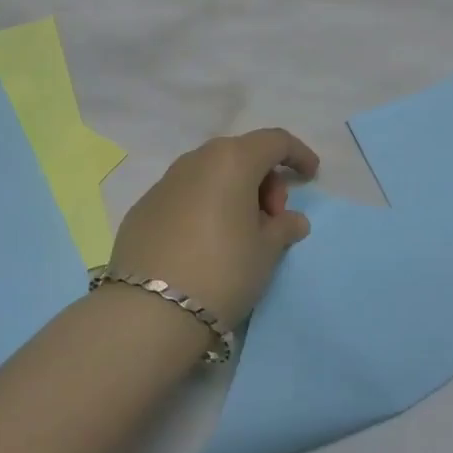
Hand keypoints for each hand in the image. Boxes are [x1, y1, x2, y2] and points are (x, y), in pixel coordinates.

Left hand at [108, 129, 320, 326]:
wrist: (149, 311)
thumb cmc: (223, 271)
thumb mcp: (266, 252)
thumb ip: (283, 228)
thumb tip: (291, 220)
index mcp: (231, 160)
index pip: (274, 141)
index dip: (297, 154)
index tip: (310, 177)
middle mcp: (195, 160)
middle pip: (240, 155)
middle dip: (264, 179)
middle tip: (272, 218)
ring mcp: (164, 183)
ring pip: (209, 174)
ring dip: (233, 193)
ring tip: (240, 233)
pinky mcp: (142, 209)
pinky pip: (184, 196)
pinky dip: (204, 207)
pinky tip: (205, 243)